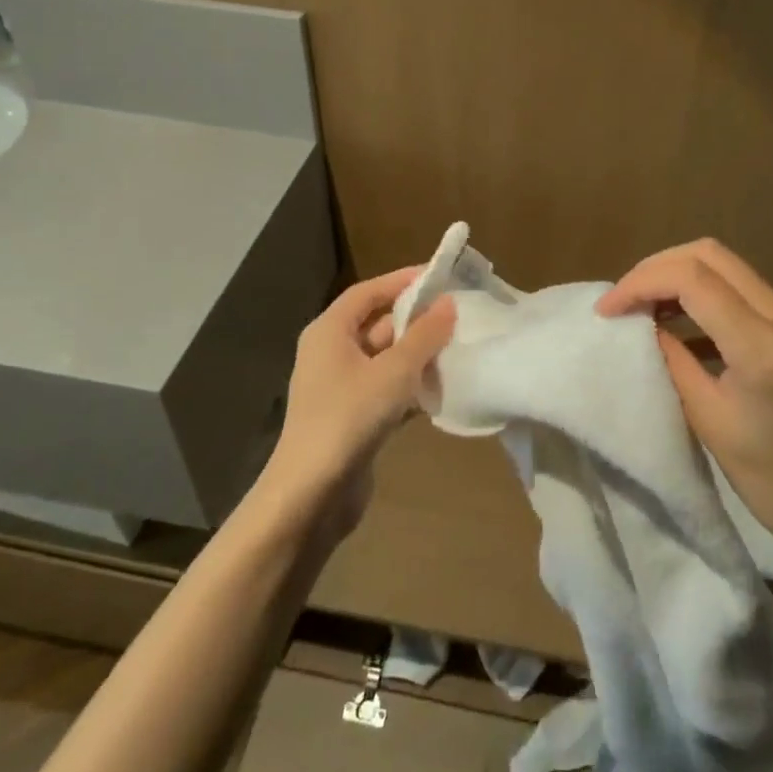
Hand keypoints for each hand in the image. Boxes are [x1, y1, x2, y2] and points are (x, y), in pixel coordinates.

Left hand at [256, 267, 455, 531]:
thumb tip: (449, 303)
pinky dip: (412, 386)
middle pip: (378, 324)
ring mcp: (341, 387)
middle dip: (417, 320)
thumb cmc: (350, 417)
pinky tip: (443, 389)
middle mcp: (331, 353)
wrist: (313, 493)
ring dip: (418, 355)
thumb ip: (424, 335)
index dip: (402, 281)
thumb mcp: (394, 371)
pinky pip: (387, 388)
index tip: (440, 277)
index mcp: (330, 331)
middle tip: (459, 315)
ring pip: (386, 359)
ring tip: (460, 348)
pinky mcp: (353, 417)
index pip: (369, 292)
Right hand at [596, 240, 772, 558]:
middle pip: (708, 255)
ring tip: (642, 308)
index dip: (640, 283)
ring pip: (724, 265)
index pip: (692, 279)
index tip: (607, 310)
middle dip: (656, 269)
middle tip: (622, 300)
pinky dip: (701, 292)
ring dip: (677, 276)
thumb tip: (641, 325)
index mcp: (764, 346)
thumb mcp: (707, 419)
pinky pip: (740, 288)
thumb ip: (672, 360)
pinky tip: (676, 322)